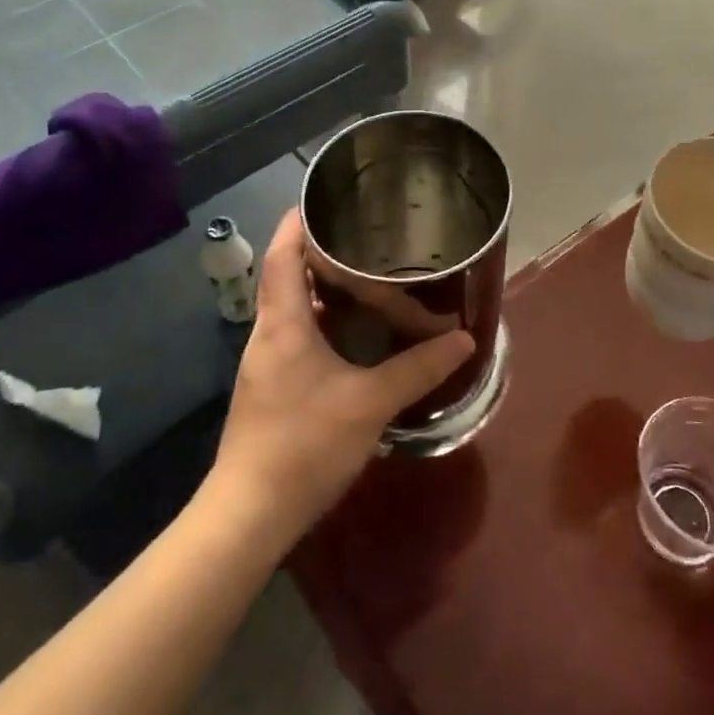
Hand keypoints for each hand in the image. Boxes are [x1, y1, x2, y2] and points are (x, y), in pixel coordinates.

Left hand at [208, 209, 475, 546]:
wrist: (250, 514)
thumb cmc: (304, 445)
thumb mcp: (369, 404)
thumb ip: (417, 369)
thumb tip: (464, 340)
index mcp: (283, 322)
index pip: (283, 253)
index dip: (299, 221)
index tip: (327, 200)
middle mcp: (269, 333)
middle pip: (289, 274)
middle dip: (323, 254)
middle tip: (368, 240)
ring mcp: (267, 361)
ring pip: (295, 308)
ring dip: (326, 291)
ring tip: (370, 281)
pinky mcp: (273, 386)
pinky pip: (299, 335)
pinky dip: (325, 323)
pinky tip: (357, 337)